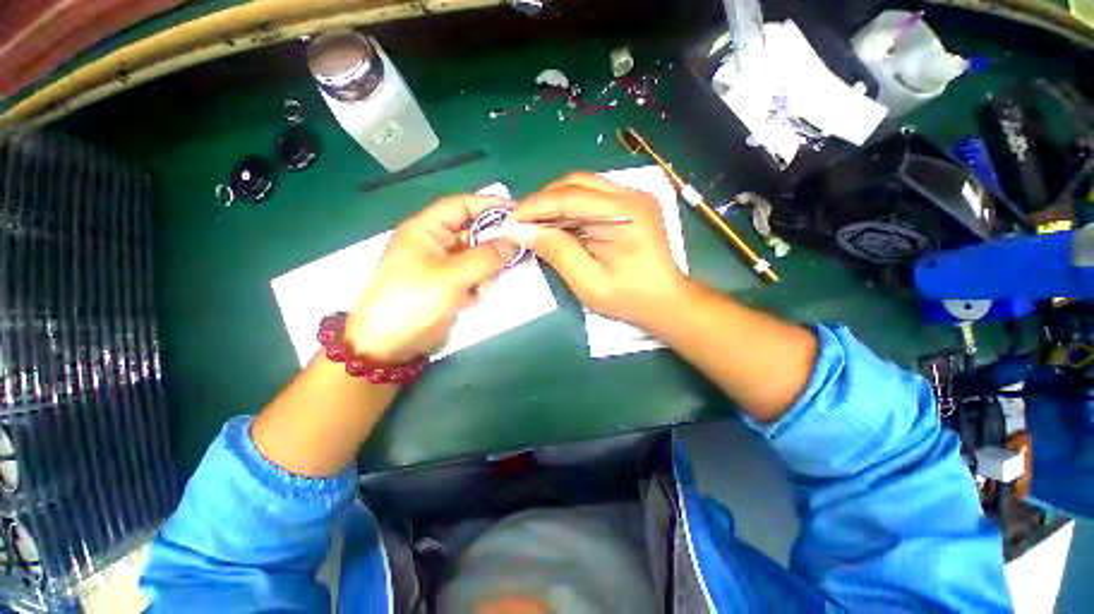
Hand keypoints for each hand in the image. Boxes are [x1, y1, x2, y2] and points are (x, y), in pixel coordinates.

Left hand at [345, 195, 518, 362]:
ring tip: (479, 290)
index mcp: (426, 229)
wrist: (388, 346)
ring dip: (485, 272)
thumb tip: (514, 241)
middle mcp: (435, 243)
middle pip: (473, 232)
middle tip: (514, 256)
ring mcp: (442, 265)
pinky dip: (478, 286)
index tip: (519, 213)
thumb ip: (486, 257)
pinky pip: (473, 276)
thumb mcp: (452, 276)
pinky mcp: (448, 285)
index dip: (490, 205)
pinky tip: (471, 300)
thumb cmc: (413, 302)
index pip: (462, 205)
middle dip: (492, 245)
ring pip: (477, 257)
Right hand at [504, 173, 687, 326]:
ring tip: (536, 225)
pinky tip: (559, 225)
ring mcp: (633, 198)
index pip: (569, 196)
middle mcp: (631, 195)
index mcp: (624, 213)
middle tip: (522, 223)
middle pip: (576, 183)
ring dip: (555, 203)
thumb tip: (522, 230)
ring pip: (582, 188)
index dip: (535, 206)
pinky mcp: (630, 206)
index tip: (510, 221)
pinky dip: (570, 209)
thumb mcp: (588, 281)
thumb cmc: (629, 298)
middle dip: (544, 201)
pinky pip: (592, 198)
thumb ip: (557, 251)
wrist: (667, 302)